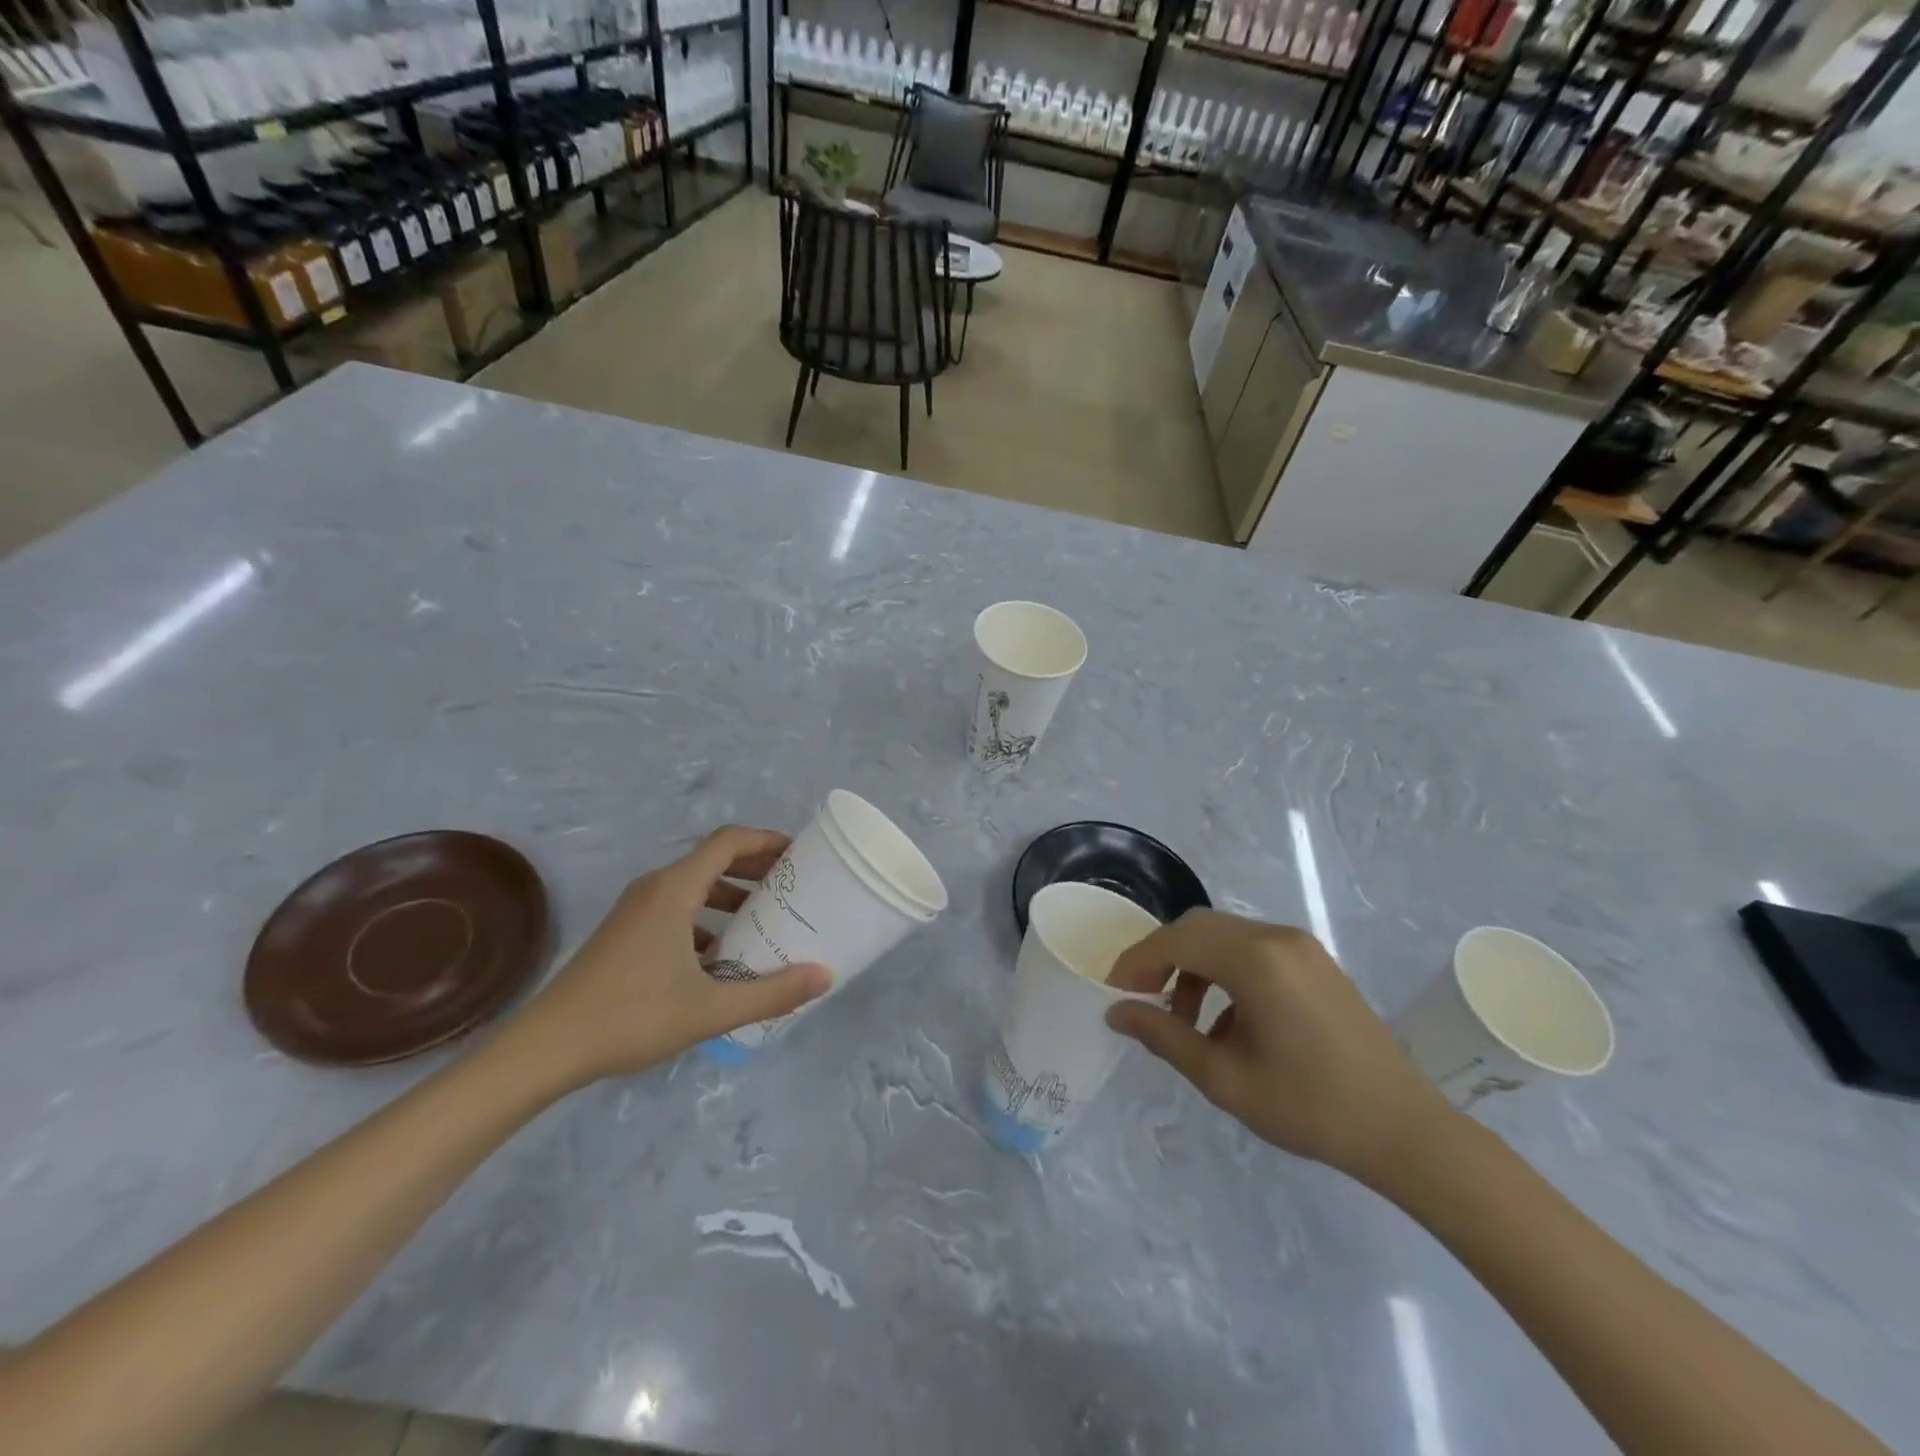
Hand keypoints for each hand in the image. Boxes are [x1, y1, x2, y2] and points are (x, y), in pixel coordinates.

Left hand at [505, 827, 832, 1087]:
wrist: (544, 1050)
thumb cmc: (630, 1018)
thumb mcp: (709, 1009)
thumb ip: (771, 993)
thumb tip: (824, 976)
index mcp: (674, 890)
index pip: (728, 841)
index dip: (767, 840)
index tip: (800, 856)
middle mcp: (655, 889)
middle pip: (714, 860)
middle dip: (756, 868)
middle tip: (794, 888)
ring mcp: (636, 912)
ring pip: (695, 887)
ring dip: (733, 895)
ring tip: (767, 920)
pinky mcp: (626, 935)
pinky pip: (678, 911)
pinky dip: (708, 920)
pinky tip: (724, 957)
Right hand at [1105, 910, 1455, 1186]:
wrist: (1405, 1130)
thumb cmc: (1309, 1107)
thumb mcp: (1224, 1078)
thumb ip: (1164, 1037)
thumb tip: (1117, 1013)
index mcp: (1255, 959)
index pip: (1176, 940)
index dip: (1138, 961)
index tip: (1114, 991)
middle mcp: (1277, 937)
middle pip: (1199, 928)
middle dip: (1163, 958)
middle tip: (1142, 999)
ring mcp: (1301, 946)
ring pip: (1225, 937)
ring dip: (1194, 967)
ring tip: (1186, 1021)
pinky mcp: (1315, 962)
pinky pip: (1254, 950)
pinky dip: (1225, 973)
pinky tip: (1227, 1023)